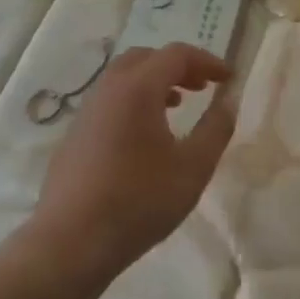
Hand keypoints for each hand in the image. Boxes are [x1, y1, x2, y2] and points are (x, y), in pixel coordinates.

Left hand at [35, 43, 236, 277]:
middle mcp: (108, 91)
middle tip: (202, 88)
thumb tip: (228, 101)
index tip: (228, 79)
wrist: (71, 243)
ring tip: (177, 107)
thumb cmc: (140, 201)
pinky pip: (109, 102)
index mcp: (137, 89)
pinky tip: (145, 137)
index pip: (176, 55)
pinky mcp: (74, 137)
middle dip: (178, 66)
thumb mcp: (193, 167)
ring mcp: (86, 113)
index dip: (207, 61)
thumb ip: (216, 128)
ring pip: (123, 79)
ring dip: (154, 83)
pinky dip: (134, 101)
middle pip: (145, 58)